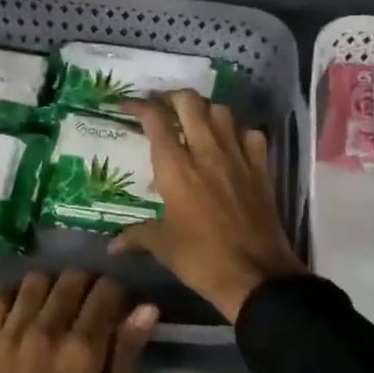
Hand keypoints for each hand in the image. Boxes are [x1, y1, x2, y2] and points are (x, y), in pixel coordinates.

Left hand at [0, 270, 155, 372]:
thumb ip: (126, 355)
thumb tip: (146, 308)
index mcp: (82, 352)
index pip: (106, 291)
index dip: (118, 295)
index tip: (117, 310)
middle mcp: (46, 332)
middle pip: (72, 278)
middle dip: (88, 285)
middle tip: (90, 307)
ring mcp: (9, 335)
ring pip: (36, 280)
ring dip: (53, 287)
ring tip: (56, 308)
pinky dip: (16, 295)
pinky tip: (24, 313)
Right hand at [113, 92, 306, 323]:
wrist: (255, 275)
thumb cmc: (201, 260)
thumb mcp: (163, 247)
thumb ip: (137, 236)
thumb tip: (112, 244)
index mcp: (177, 169)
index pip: (156, 121)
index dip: (140, 106)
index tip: (128, 106)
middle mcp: (206, 153)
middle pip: (190, 103)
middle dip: (172, 97)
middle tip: (162, 107)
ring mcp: (238, 158)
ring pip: (222, 112)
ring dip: (205, 110)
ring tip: (194, 121)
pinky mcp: (261, 169)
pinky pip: (251, 134)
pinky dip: (238, 131)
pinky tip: (230, 142)